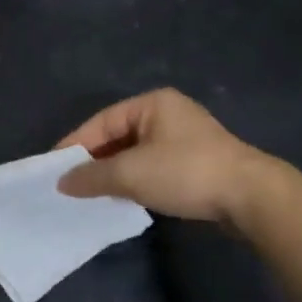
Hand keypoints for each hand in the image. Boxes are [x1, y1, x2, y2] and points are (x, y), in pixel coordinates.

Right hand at [55, 88, 272, 226]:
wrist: (249, 196)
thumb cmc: (186, 172)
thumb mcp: (132, 173)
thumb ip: (93, 176)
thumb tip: (62, 182)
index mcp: (152, 103)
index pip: (102, 121)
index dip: (76, 144)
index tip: (53, 168)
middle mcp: (168, 113)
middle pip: (119, 134)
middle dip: (95, 159)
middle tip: (69, 184)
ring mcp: (185, 137)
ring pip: (136, 152)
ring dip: (115, 172)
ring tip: (91, 194)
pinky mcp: (196, 162)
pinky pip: (154, 165)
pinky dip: (136, 179)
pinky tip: (125, 197)